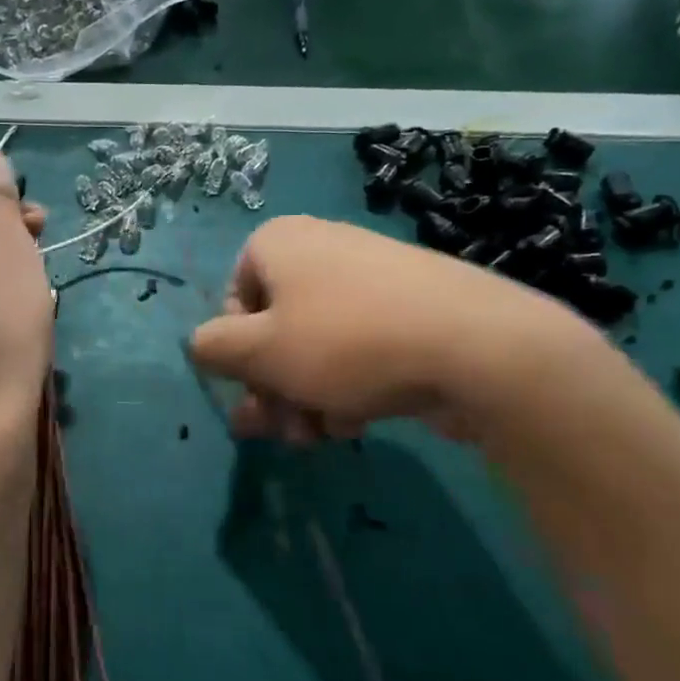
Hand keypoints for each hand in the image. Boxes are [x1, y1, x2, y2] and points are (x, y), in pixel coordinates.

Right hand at [187, 215, 604, 444]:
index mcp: (279, 243)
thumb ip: (212, 348)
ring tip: (321, 438)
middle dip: (271, 389)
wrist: (477, 347)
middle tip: (279, 432)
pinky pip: (358, 349)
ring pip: (315, 347)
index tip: (253, 389)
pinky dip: (347, 387)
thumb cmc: (347, 343)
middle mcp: (322, 249)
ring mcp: (371, 278)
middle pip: (274, 330)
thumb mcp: (259, 351)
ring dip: (305, 398)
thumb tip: (202, 345)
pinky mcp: (410, 310)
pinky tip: (357, 423)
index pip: (233, 301)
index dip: (237, 354)